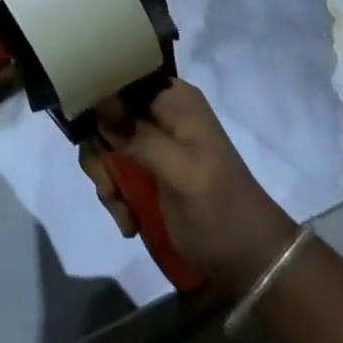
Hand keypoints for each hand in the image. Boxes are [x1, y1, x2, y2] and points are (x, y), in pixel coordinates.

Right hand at [80, 79, 299, 296]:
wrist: (252, 263)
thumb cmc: (222, 210)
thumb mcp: (183, 172)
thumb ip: (141, 136)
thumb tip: (99, 103)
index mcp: (173, 99)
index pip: (120, 78)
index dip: (97, 99)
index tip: (91, 134)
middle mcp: (160, 113)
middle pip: (105, 115)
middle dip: (100, 154)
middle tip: (109, 189)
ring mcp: (152, 143)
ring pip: (105, 145)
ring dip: (106, 180)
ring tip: (122, 213)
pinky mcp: (148, 172)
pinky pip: (115, 171)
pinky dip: (115, 196)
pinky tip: (129, 223)